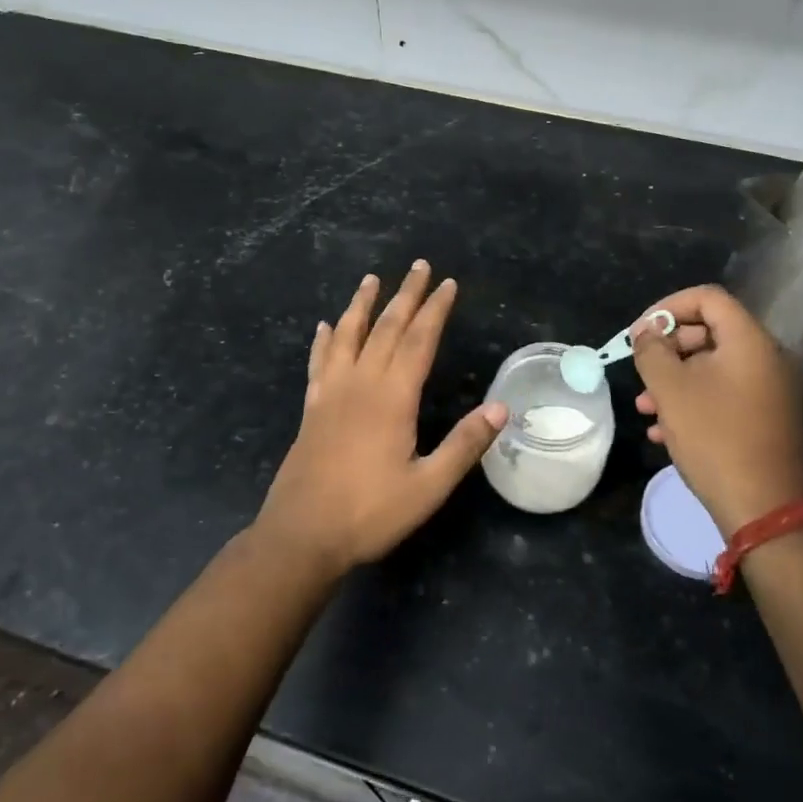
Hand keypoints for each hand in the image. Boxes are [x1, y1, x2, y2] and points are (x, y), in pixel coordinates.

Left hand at [253, 260, 506, 576]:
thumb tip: (500, 408)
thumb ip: (464, 445)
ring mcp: (331, 394)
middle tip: (418, 266)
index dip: (435, 310)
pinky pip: (319, 362)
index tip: (448, 283)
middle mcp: (360, 384)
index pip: (419, 341)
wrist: (302, 535)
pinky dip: (325, 340)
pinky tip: (325, 327)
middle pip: (385, 328)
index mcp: (392, 398)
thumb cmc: (369, 513)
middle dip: (405, 295)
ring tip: (371, 279)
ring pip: (347, 336)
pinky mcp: (312, 409)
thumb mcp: (428, 487)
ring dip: (361, 305)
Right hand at [631, 284, 802, 537]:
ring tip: (644, 407)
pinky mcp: (769, 418)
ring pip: (714, 367)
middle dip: (669, 349)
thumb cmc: (714, 438)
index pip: (707, 297)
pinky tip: (664, 430)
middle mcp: (769, 358)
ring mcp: (772, 390)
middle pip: (711, 332)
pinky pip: (726, 394)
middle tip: (641, 370)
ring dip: (676, 379)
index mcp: (751, 341)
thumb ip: (652, 350)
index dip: (667, 306)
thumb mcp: (670, 389)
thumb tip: (648, 333)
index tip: (640, 333)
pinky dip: (695, 401)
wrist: (763, 508)